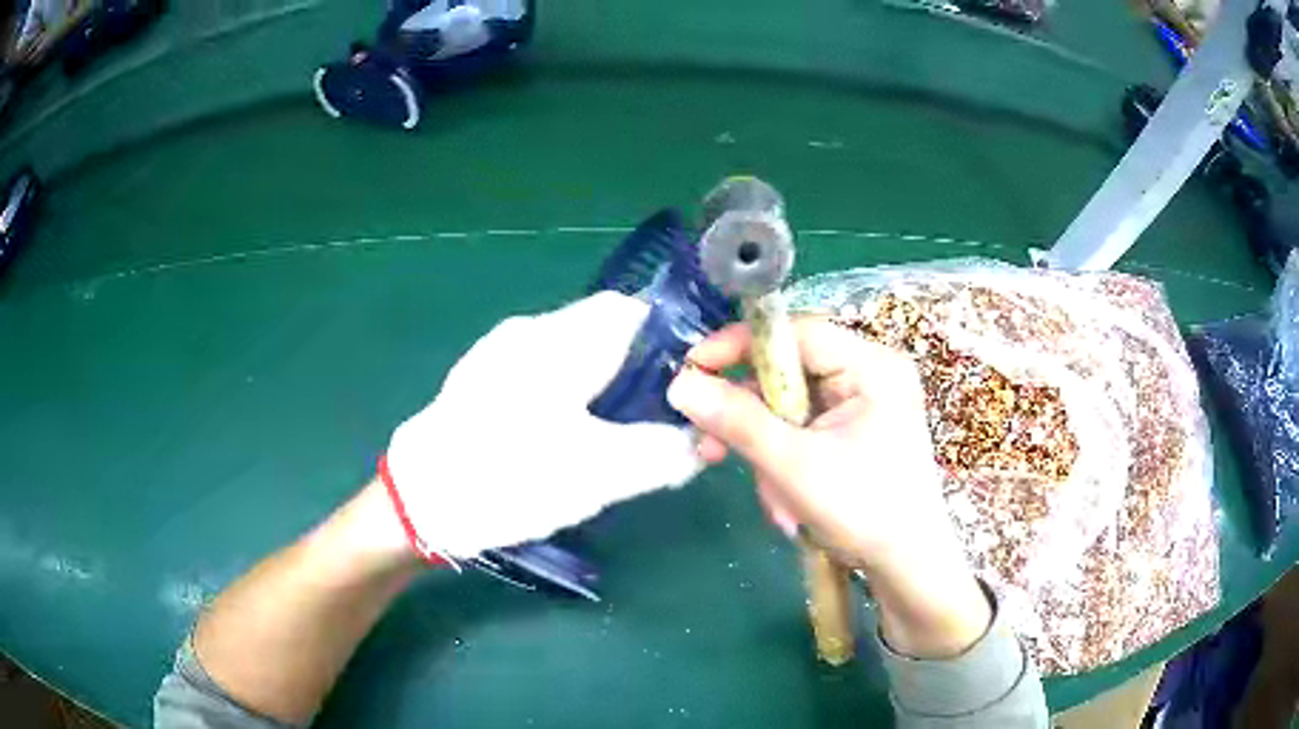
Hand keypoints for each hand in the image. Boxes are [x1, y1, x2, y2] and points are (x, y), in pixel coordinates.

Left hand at [384, 292, 702, 560]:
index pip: (632, 310)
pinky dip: (570, 395)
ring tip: (616, 433)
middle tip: (657, 418)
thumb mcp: (598, 475)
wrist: (417, 502)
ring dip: (603, 385)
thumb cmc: (508, 478)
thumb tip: (699, 444)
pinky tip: (566, 438)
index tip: (690, 383)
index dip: (670, 339)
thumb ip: (661, 453)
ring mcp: (498, 355)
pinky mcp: (481, 382)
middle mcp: (528, 332)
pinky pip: (543, 373)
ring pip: (573, 353)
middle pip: (603, 331)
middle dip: (639, 369)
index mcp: (559, 340)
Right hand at [666, 320, 990, 657]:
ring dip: (765, 449)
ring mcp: (864, 404)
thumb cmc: (863, 512)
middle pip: (788, 372)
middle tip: (706, 443)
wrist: (906, 568)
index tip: (692, 369)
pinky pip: (803, 429)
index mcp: (871, 366)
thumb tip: (680, 384)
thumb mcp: (794, 466)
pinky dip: (783, 459)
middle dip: (749, 416)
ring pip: (790, 406)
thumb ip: (737, 421)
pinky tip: (783, 500)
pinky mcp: (855, 431)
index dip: (739, 346)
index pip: (795, 333)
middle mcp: (870, 374)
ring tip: (768, 496)